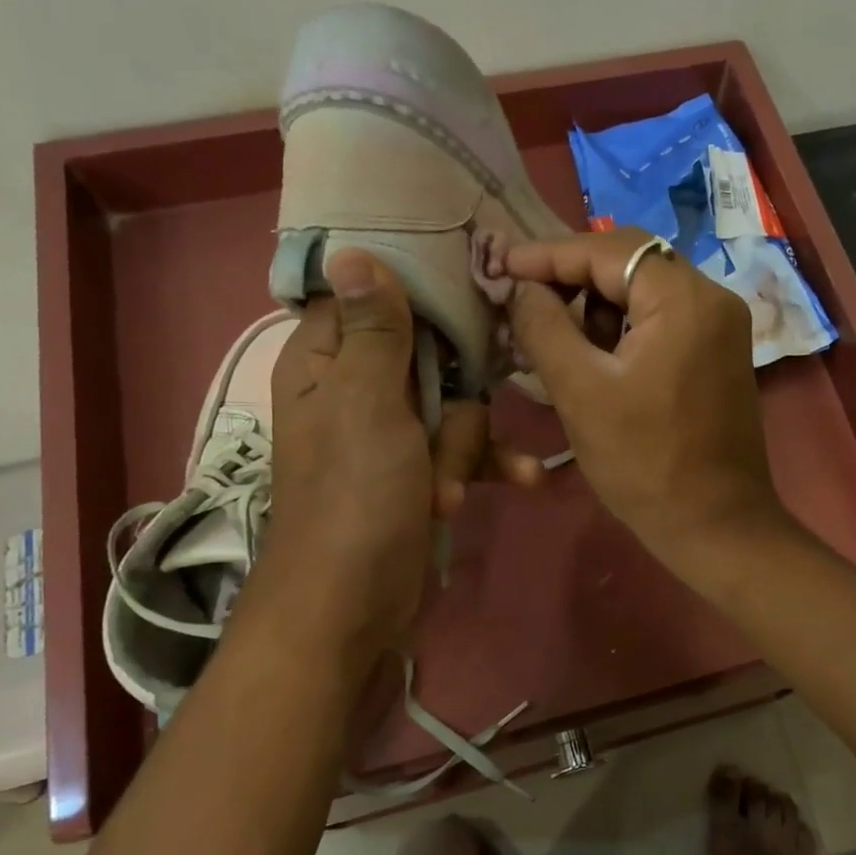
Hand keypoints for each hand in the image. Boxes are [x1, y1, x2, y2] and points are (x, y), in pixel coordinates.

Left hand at [251, 249, 542, 653]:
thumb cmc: (355, 497)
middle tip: (440, 434)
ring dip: (466, 448)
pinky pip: (466, 451)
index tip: (468, 294)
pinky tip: (526, 480)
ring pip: (458, 407)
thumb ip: (374, 329)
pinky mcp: (421, 473)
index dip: (420, 294)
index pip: (374, 298)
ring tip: (445, 491)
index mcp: (329, 361)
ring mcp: (393, 435)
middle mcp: (359, 390)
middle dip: (454, 399)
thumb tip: (351, 250)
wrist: (355, 604)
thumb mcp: (367, 403)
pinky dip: (488, 466)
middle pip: (433, 356)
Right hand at [497, 228, 788, 576]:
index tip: (503, 268)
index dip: (550, 254)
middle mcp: (714, 299)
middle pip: (632, 264)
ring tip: (557, 342)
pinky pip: (664, 322)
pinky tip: (596, 360)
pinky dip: (625, 331)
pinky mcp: (719, 356)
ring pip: (646, 293)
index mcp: (685, 299)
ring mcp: (722, 329)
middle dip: (573, 281)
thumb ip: (544, 326)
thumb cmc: (644, 462)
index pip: (609, 249)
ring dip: (598, 309)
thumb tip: (521, 286)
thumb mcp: (581, 391)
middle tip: (526, 305)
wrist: (715, 526)